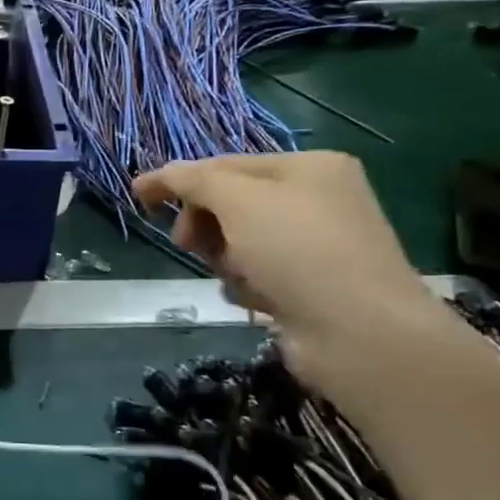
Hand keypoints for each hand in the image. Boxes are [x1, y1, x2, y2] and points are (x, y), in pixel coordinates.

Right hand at [132, 153, 438, 382]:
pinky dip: (248, 286)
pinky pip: (258, 275)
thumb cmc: (298, 251)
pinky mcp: (311, 287)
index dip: (179, 179)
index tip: (139, 197)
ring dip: (226, 259)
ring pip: (239, 243)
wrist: (361, 334)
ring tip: (239, 276)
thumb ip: (193, 180)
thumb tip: (159, 174)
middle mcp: (316, 200)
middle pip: (231, 204)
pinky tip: (259, 300)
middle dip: (206, 225)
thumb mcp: (237, 201)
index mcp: (308, 167)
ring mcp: (316, 246)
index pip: (225, 164)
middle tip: (188, 244)